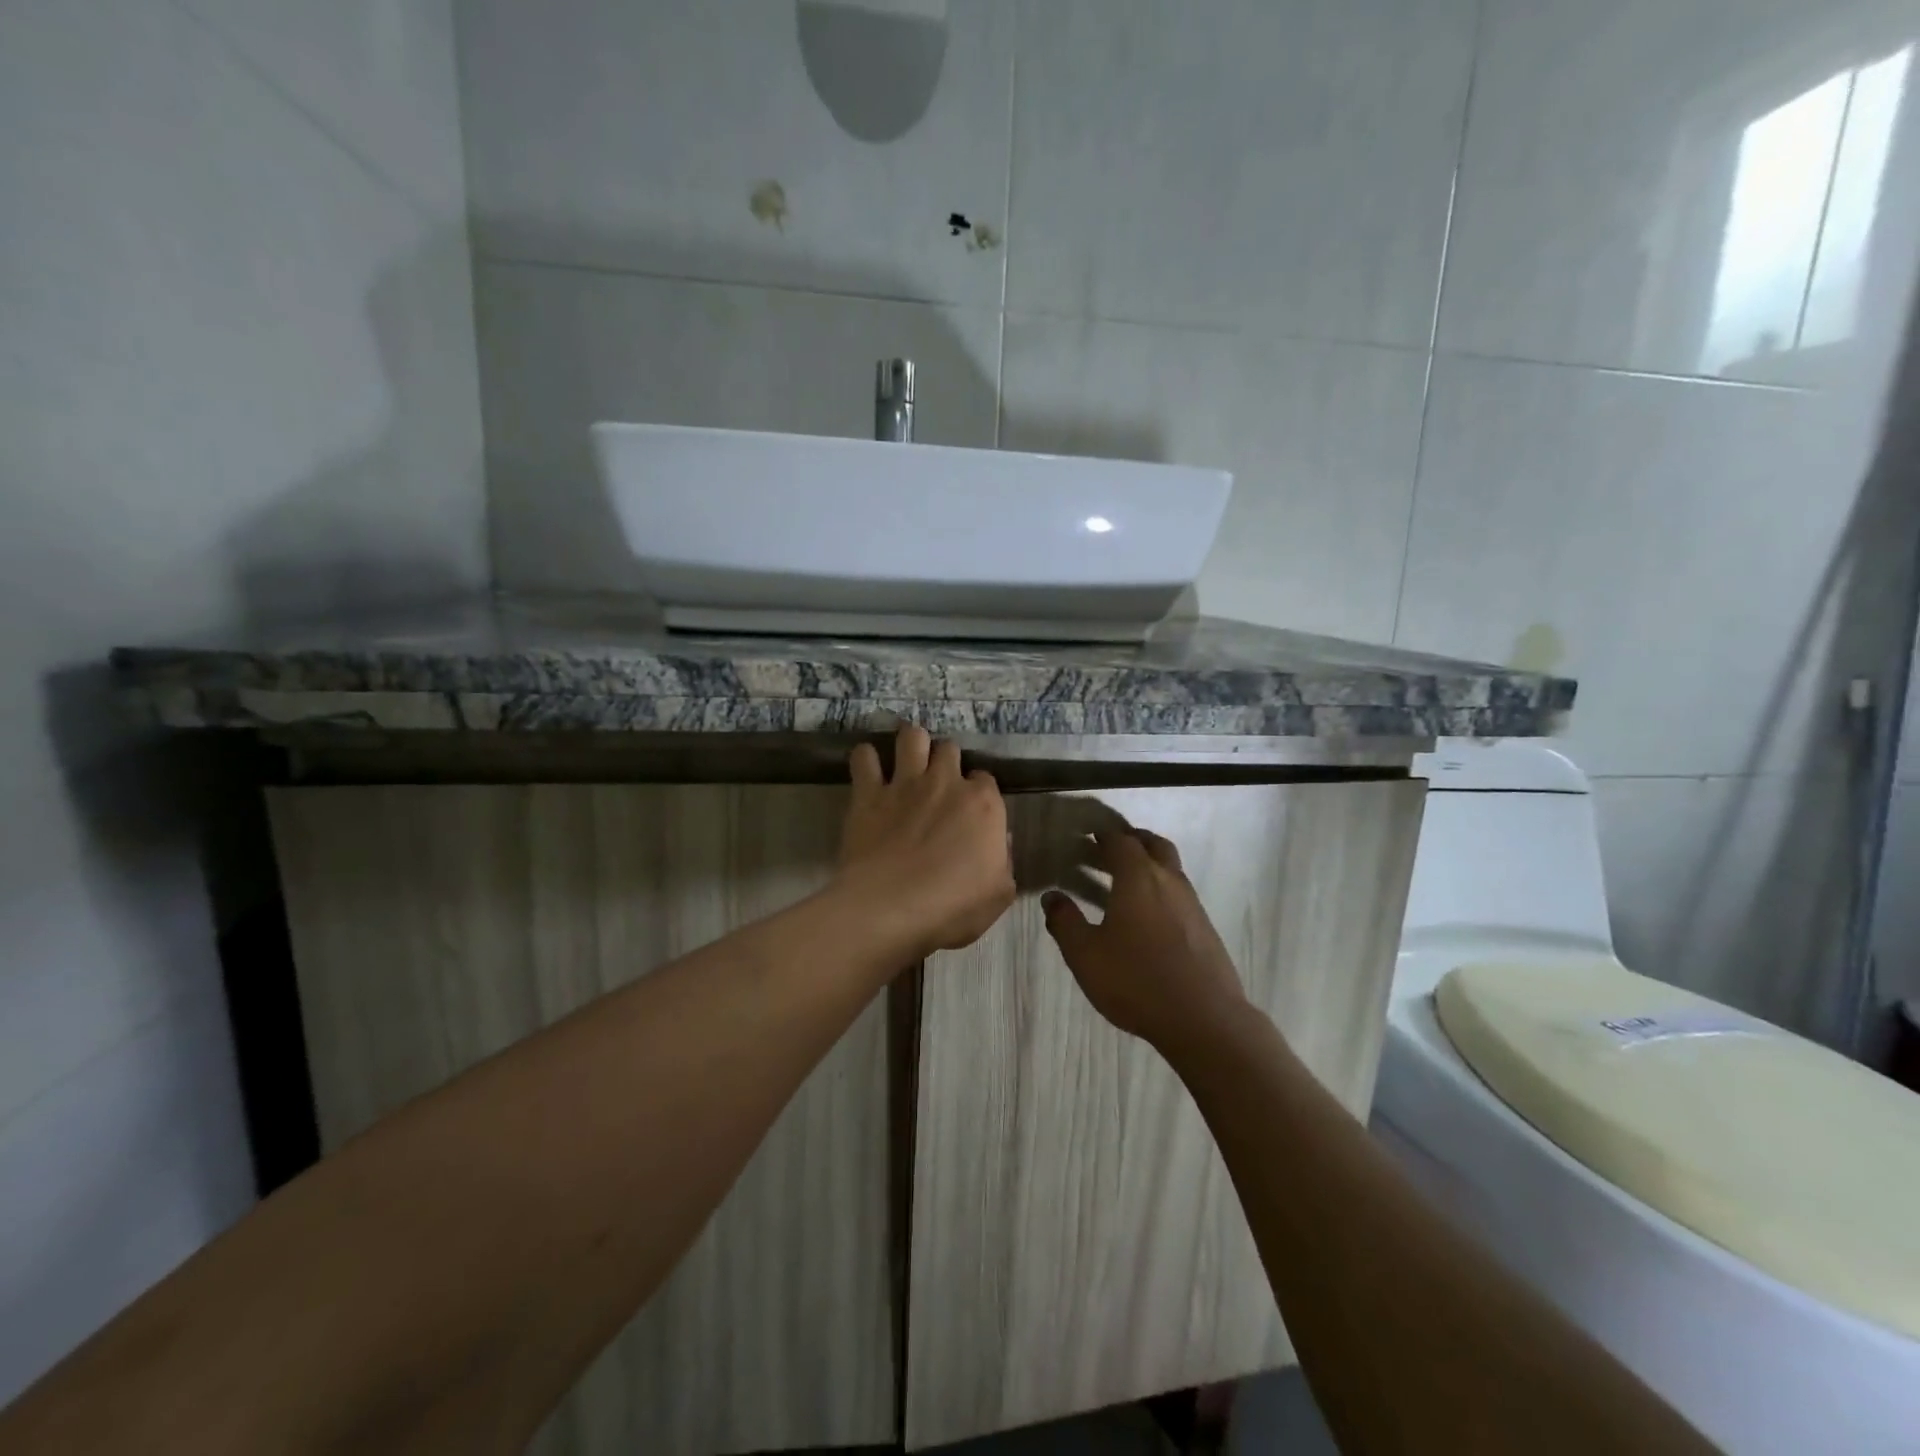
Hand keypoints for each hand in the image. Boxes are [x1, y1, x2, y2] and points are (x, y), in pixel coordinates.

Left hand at [837, 725, 1014, 958]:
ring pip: (912, 736)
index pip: (986, 779)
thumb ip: (1002, 861)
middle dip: (945, 760)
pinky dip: (866, 759)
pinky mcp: (868, 793)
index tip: (970, 809)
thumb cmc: (952, 907)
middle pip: (949, 749)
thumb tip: (998, 843)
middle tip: (938, 781)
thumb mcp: (998, 894)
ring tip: (907, 758)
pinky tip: (868, 768)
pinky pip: (864, 758)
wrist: (890, 908)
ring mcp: (905, 783)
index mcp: (983, 804)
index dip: (978, 792)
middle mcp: (946, 782)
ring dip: (911, 743)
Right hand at [1042, 829, 1249, 1049]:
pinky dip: (1162, 890)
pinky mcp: (1205, 928)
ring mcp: (1192, 904)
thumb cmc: (1136, 980)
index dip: (1103, 835)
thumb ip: (1065, 922)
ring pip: (1171, 868)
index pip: (1120, 841)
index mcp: (1138, 878)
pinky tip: (1149, 917)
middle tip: (1110, 848)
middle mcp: (1168, 881)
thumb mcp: (1085, 955)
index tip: (1088, 836)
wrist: (1204, 1019)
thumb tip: (1052, 897)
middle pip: (1153, 845)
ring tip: (1126, 881)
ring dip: (1150, 864)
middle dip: (1132, 840)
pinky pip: (1180, 894)